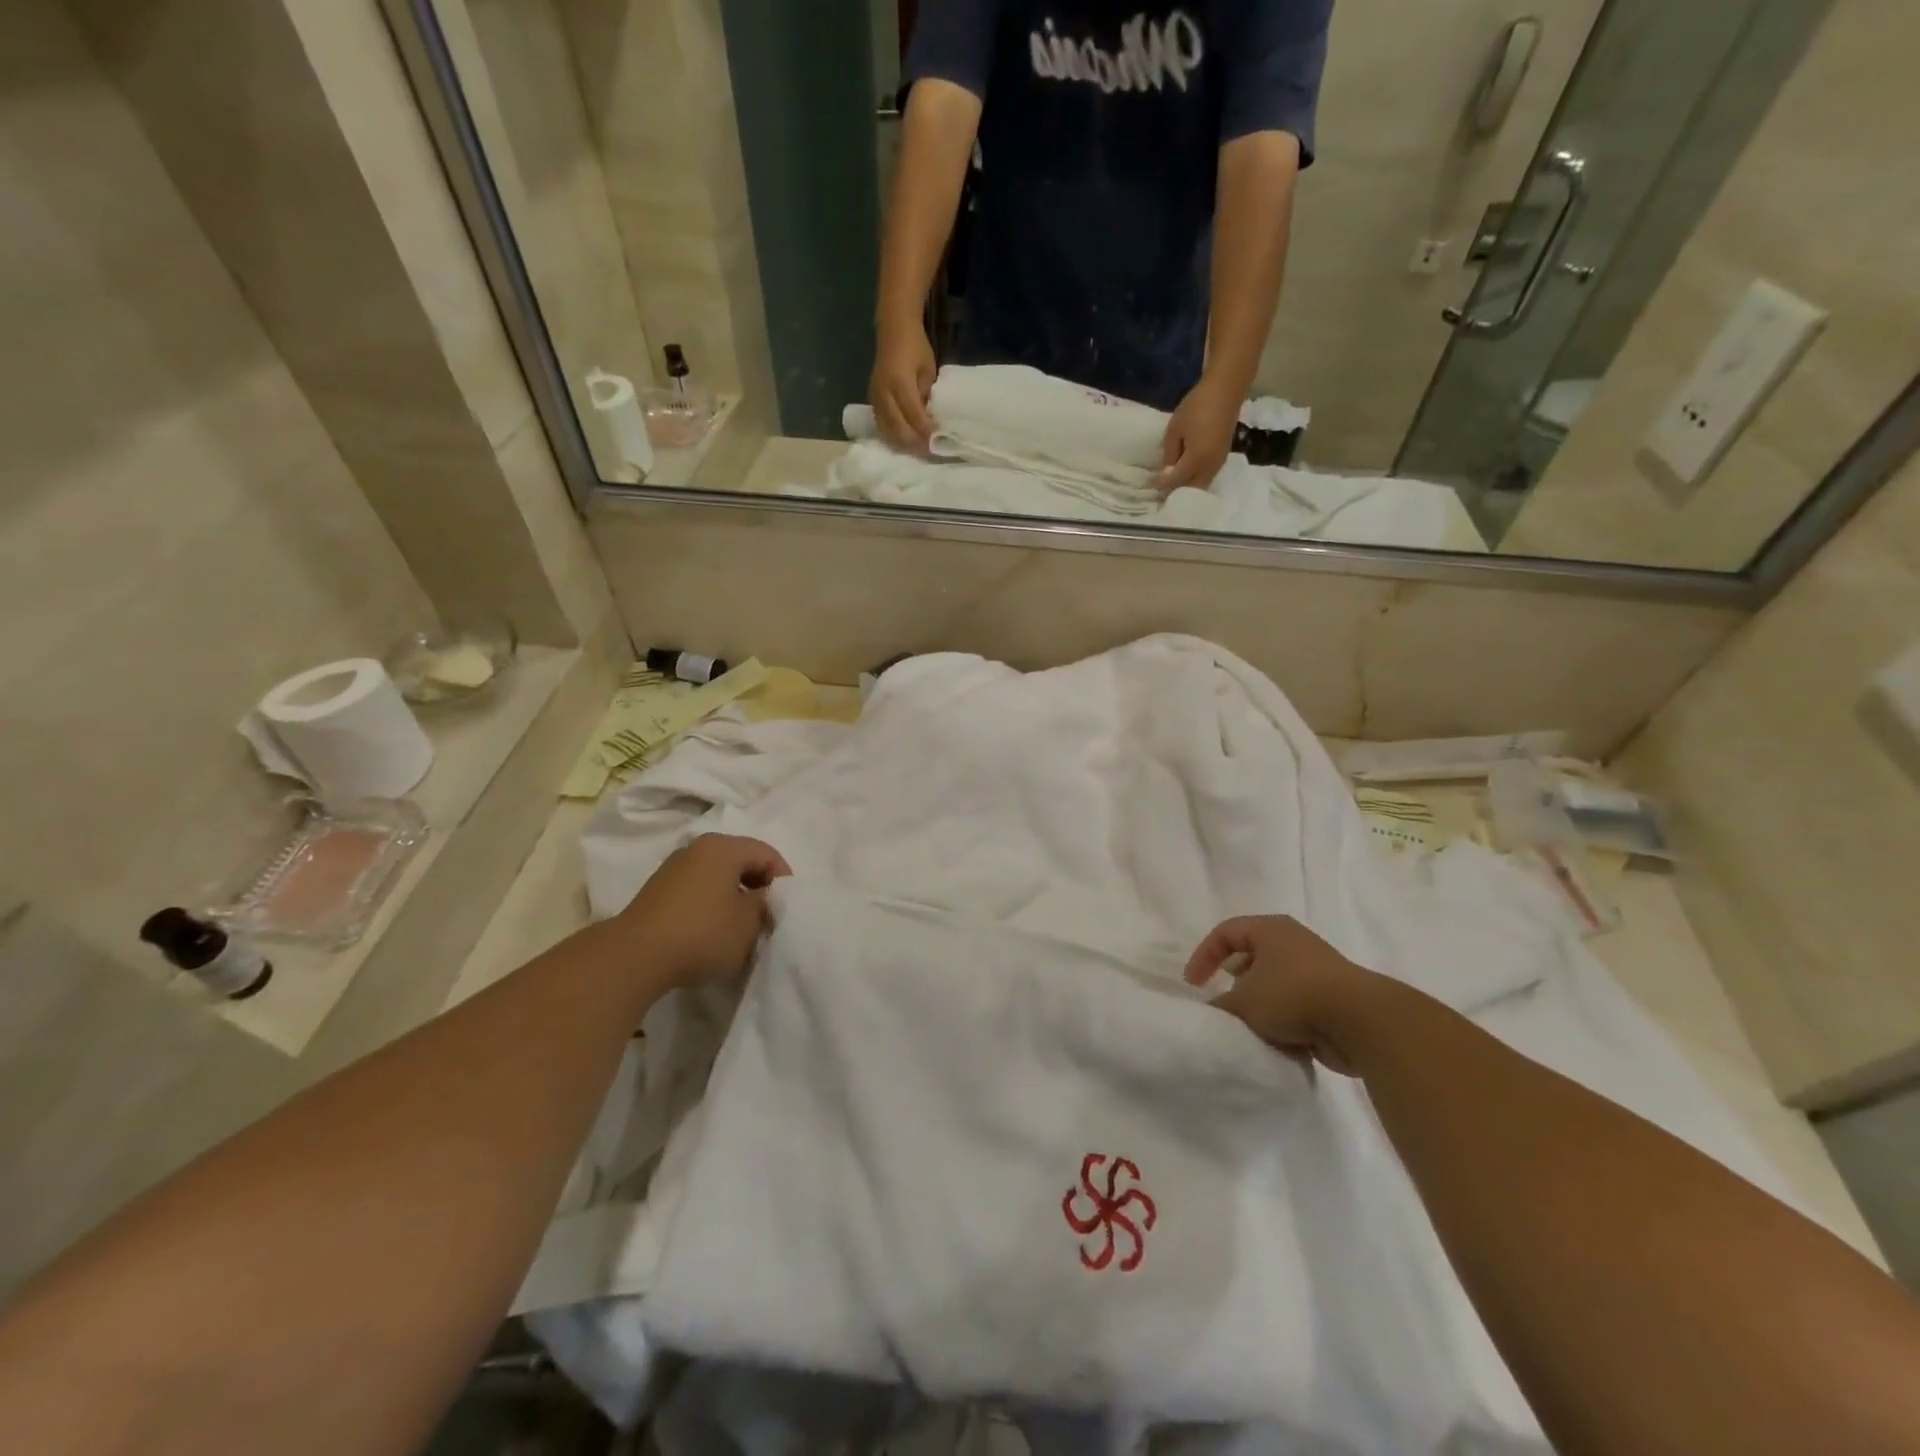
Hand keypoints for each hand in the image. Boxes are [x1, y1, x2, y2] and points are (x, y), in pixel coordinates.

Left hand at [613, 834, 791, 991]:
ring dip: (736, 899)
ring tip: (743, 929)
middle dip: (759, 888)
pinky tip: (716, 933)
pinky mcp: (659, 892)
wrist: (635, 957)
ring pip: (720, 877)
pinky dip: (714, 906)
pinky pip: (699, 890)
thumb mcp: (749, 922)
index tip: (787, 909)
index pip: (767, 853)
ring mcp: (675, 869)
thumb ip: (766, 904)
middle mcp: (698, 848)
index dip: (783, 880)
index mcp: (723, 847)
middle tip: (769, 918)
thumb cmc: (703, 933)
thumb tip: (764, 899)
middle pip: (742, 862)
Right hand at [870, 320, 937, 449]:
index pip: (915, 417)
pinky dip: (894, 437)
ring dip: (905, 444)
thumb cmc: (916, 347)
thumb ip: (927, 397)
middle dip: (916, 443)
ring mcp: (875, 398)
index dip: (927, 433)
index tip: (938, 443)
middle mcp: (884, 394)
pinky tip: (906, 441)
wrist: (893, 329)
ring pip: (889, 432)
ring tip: (919, 449)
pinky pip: (882, 426)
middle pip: (899, 429)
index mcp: (900, 383)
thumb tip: (929, 421)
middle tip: (931, 451)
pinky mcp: (872, 401)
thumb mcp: (928, 371)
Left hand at [1157, 374, 1241, 492]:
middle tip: (1161, 491)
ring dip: (1187, 488)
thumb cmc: (1197, 406)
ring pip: (1201, 485)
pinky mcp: (1222, 457)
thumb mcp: (1175, 429)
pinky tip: (1186, 475)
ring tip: (1172, 486)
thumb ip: (1169, 453)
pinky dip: (1196, 480)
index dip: (1161, 484)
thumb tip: (1166, 470)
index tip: (1149, 486)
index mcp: (1196, 460)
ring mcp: (1218, 463)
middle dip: (1176, 492)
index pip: (1175, 481)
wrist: (1226, 389)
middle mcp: (1209, 467)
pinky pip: (1207, 476)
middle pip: (1191, 490)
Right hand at [1184, 916, 1384, 1075]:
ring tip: (1251, 1026)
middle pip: (1252, 956)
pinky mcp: (1334, 999)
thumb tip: (1215, 1010)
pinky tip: (1280, 1040)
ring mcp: (1317, 970)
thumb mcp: (1244, 1001)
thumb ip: (1221, 1005)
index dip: (1204, 956)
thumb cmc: (1293, 995)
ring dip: (1261, 1006)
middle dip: (1235, 982)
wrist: (1362, 1022)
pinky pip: (1298, 1007)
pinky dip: (1285, 1022)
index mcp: (1270, 929)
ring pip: (1275, 984)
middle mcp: (1293, 942)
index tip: (1194, 985)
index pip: (1225, 933)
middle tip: (1225, 1003)